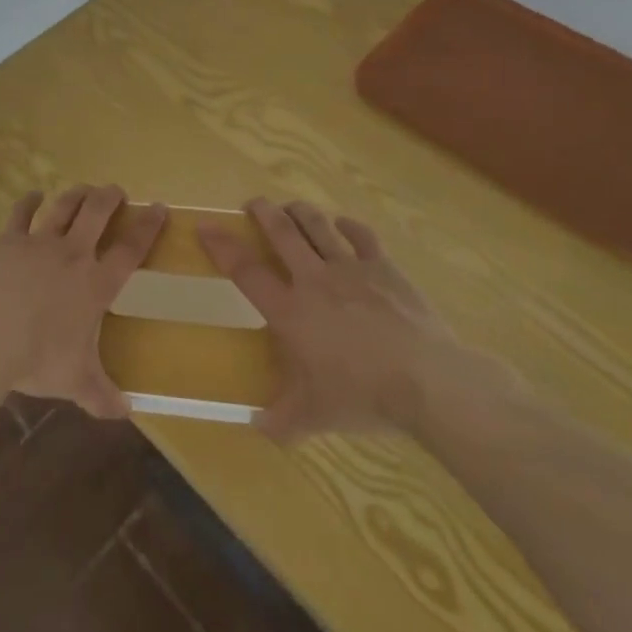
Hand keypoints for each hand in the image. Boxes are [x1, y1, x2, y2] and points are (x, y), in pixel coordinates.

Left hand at [0, 184, 165, 418]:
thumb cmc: (36, 359)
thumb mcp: (75, 382)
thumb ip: (102, 396)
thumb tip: (127, 413)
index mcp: (95, 284)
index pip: (130, 249)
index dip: (148, 226)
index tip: (158, 207)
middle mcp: (71, 254)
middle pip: (97, 212)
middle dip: (110, 197)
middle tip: (116, 191)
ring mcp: (38, 242)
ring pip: (63, 206)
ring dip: (77, 194)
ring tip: (85, 189)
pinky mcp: (7, 240)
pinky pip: (21, 212)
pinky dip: (29, 200)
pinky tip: (33, 195)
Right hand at [200, 198, 487, 441]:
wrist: (426, 380)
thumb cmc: (362, 396)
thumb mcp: (314, 416)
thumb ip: (281, 420)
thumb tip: (255, 427)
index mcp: (290, 311)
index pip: (245, 271)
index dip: (221, 246)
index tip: (205, 226)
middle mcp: (314, 280)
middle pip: (282, 233)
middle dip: (263, 212)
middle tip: (253, 203)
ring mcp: (351, 268)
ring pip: (318, 226)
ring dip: (301, 212)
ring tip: (292, 207)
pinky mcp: (384, 267)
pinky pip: (362, 236)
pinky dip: (349, 226)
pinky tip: (344, 225)